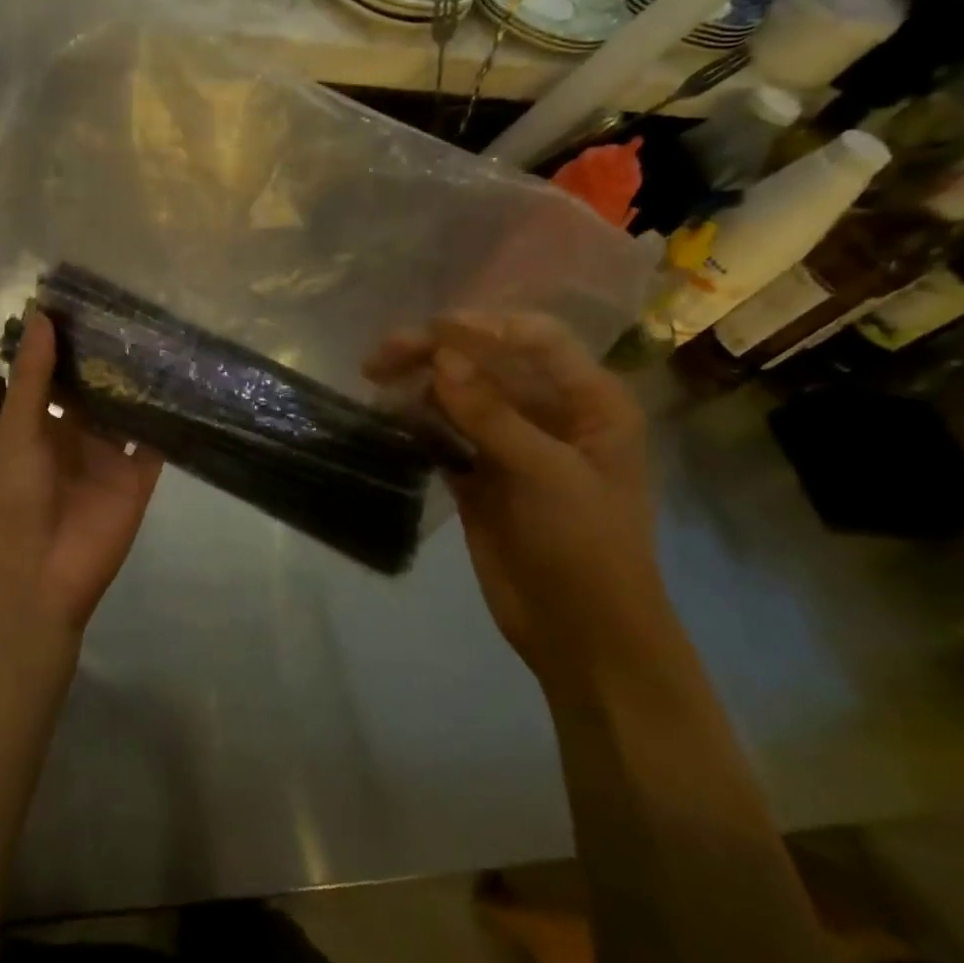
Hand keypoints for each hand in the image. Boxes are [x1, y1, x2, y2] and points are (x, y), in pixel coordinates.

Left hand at [0, 312, 162, 635]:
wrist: (39, 575)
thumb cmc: (14, 497)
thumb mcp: (17, 429)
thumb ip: (33, 376)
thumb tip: (41, 314)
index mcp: (37, 424)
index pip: (56, 374)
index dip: (70, 342)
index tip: (91, 298)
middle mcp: (75, 435)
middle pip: (96, 389)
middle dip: (111, 357)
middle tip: (138, 307)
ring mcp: (108, 457)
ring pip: (128, 411)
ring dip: (141, 383)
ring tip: (166, 334)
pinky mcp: (138, 479)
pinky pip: (156, 443)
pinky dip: (168, 418)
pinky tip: (185, 382)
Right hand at [367, 312, 673, 691]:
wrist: (581, 634)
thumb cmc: (586, 548)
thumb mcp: (547, 475)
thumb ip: (493, 415)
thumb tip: (441, 358)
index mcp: (589, 402)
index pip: (534, 339)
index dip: (481, 327)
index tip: (428, 332)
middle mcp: (550, 413)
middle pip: (488, 363)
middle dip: (437, 352)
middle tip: (381, 356)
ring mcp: (511, 445)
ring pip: (460, 396)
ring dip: (420, 384)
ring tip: (374, 379)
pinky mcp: (480, 475)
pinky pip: (445, 434)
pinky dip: (418, 422)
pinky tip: (387, 415)